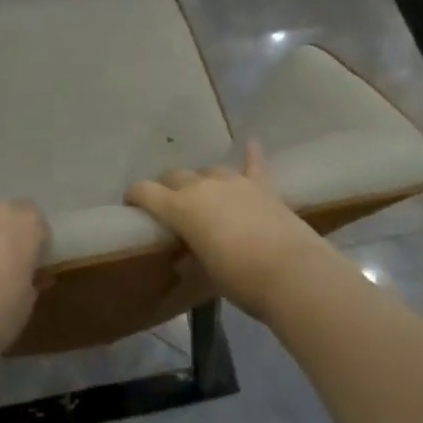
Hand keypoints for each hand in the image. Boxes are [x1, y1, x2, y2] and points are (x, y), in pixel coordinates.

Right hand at [126, 141, 329, 320]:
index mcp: (180, 207)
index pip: (145, 191)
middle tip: (168, 207)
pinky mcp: (263, 186)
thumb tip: (186, 251)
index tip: (131, 205)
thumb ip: (191, 251)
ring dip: (202, 180)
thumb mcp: (204, 270)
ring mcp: (235, 182)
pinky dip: (250, 155)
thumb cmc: (239, 279)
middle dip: (167, 188)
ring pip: (209, 170)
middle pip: (175, 176)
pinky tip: (250, 142)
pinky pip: (254, 163)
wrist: (291, 272)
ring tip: (204, 194)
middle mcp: (203, 186)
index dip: (134, 196)